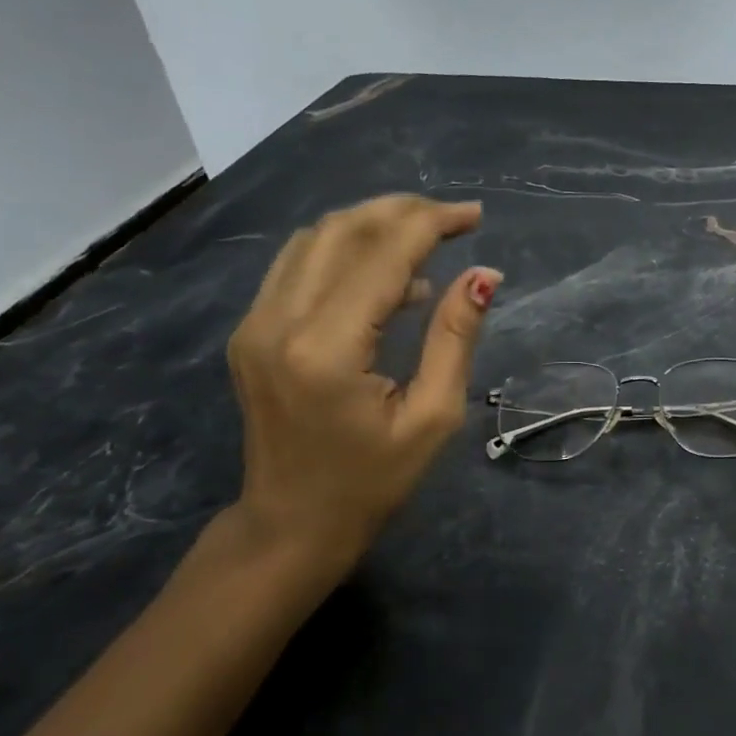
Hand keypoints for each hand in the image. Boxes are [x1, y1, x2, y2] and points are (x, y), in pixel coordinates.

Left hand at [226, 196, 500, 572]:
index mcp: (326, 349)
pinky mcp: (250, 331)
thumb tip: (484, 275)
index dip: (432, 224)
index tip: (476, 217)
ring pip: (314, 240)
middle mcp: (277, 322)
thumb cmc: (374, 481)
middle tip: (455, 220)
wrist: (292, 523)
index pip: (382, 256)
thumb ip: (455, 338)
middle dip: (402, 212)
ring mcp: (254, 324)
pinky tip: (389, 275)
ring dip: (372, 225)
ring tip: (427, 236)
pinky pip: (299, 266)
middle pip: (341, 231)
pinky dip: (347, 252)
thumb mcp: (433, 416)